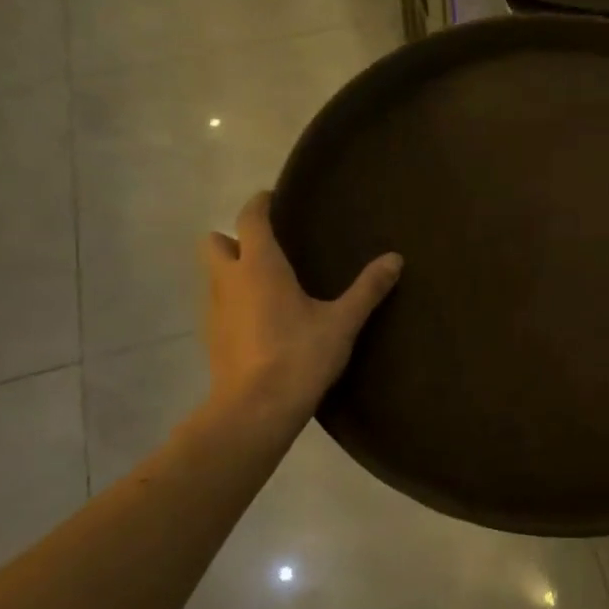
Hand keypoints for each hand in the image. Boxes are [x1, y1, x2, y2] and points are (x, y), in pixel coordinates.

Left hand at [200, 192, 401, 428]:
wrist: (256, 410)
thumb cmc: (299, 356)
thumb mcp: (342, 322)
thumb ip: (367, 289)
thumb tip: (395, 258)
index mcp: (259, 267)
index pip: (249, 218)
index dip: (259, 204)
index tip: (273, 199)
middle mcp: (229, 280)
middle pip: (214, 242)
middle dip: (234, 239)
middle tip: (268, 250)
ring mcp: (214, 310)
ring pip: (214, 276)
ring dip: (234, 272)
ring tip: (269, 286)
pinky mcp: (212, 338)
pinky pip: (219, 306)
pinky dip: (235, 303)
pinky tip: (262, 322)